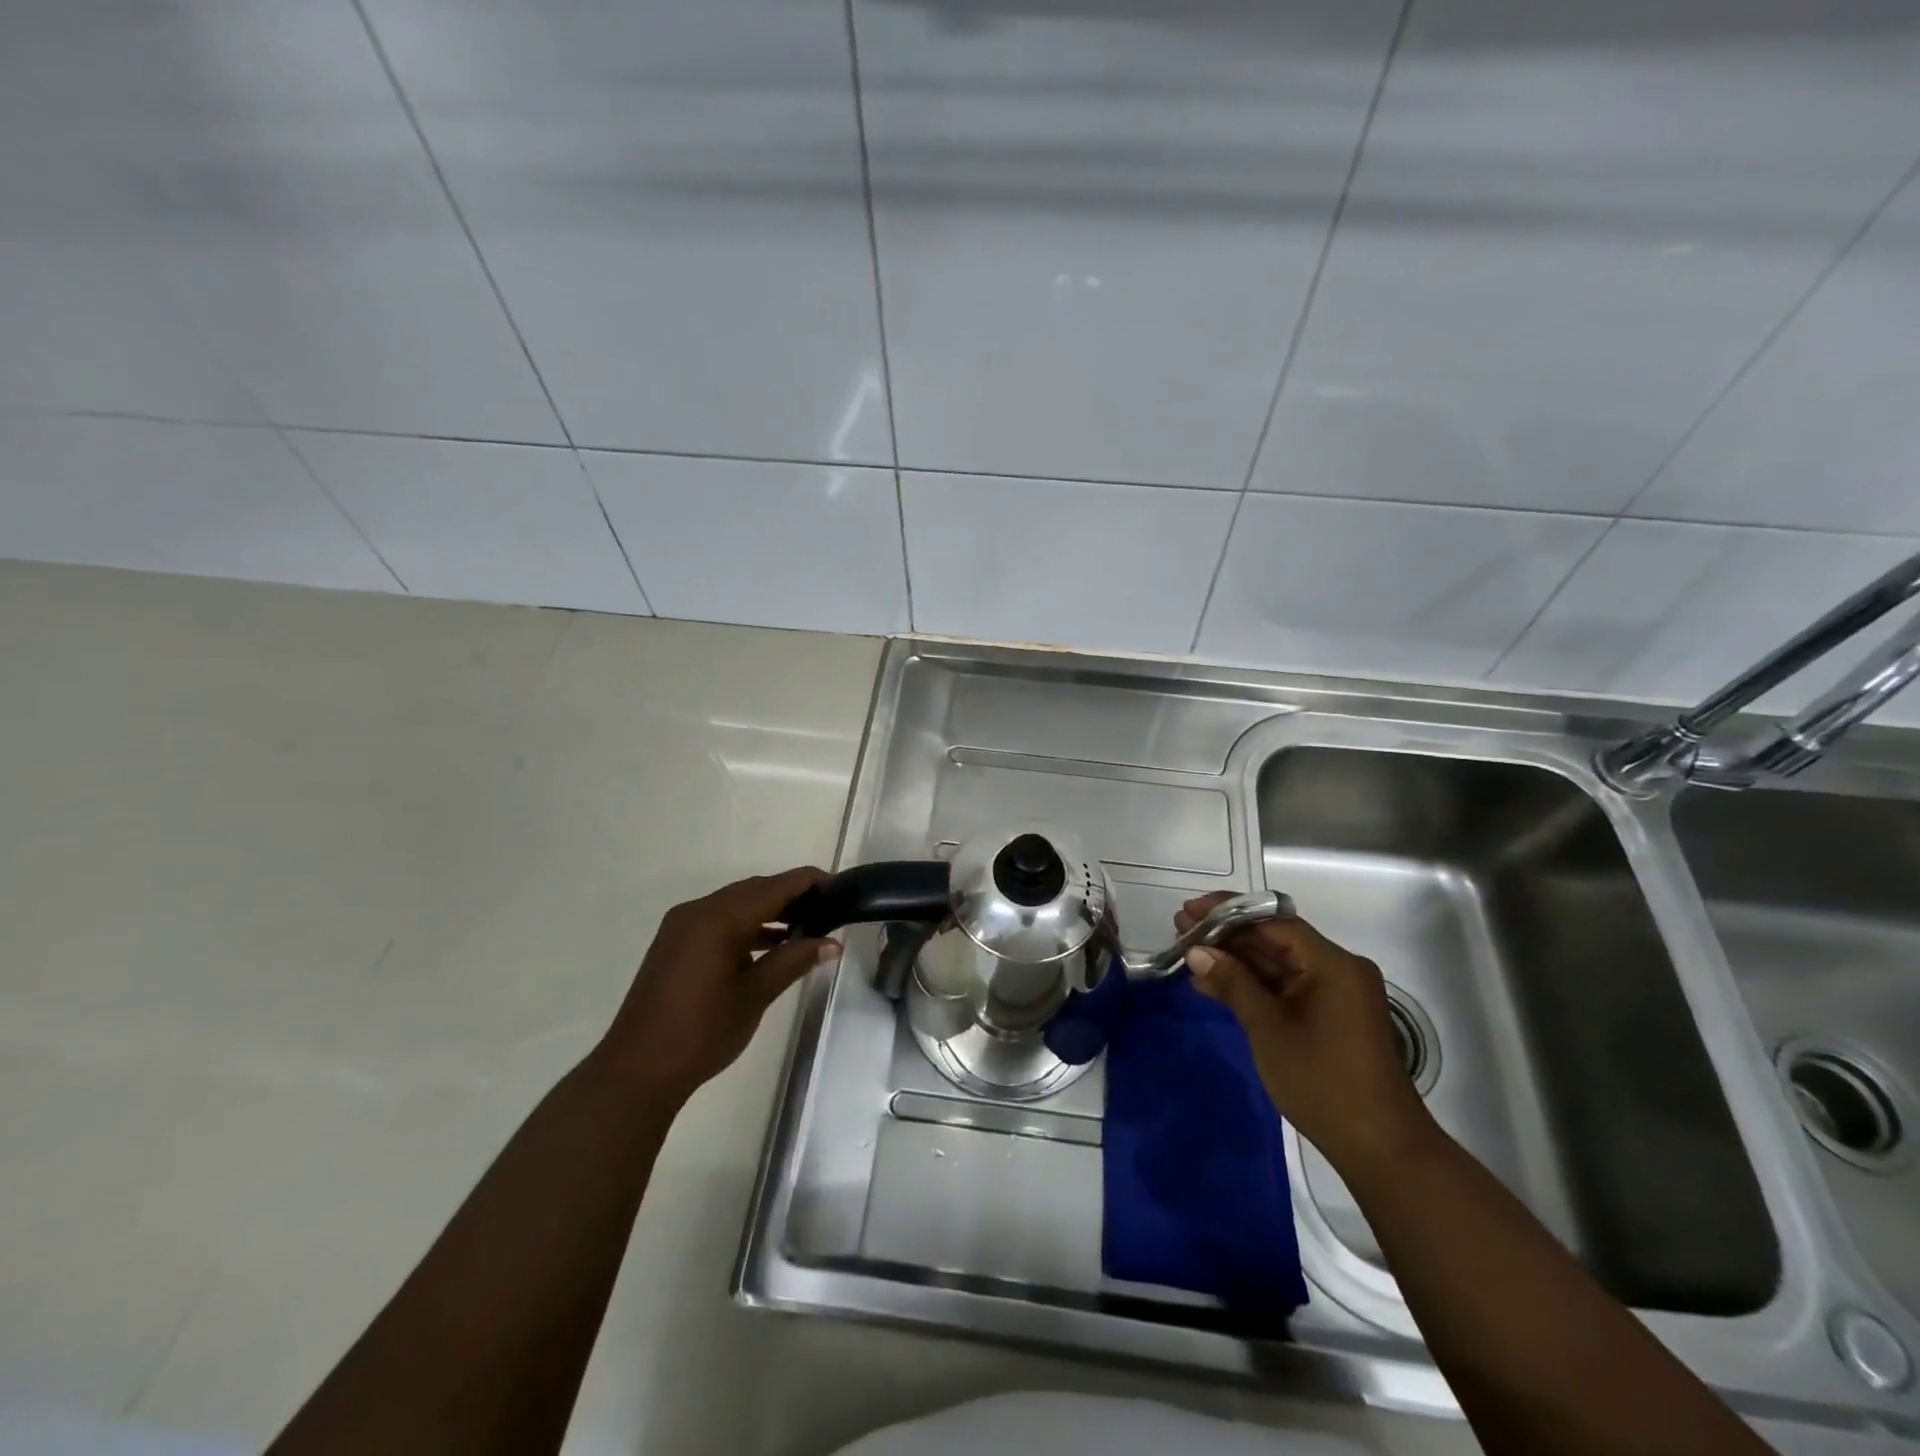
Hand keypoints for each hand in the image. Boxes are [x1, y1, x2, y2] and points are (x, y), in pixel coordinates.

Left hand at [598, 866, 840, 1103]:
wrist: (637, 1071)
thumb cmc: (702, 1031)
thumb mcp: (756, 994)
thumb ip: (794, 960)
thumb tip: (832, 943)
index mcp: (718, 917)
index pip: (774, 886)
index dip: (808, 881)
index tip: (840, 886)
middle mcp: (698, 911)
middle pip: (754, 890)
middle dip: (791, 895)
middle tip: (828, 908)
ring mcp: (682, 927)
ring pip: (735, 905)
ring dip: (769, 911)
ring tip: (806, 927)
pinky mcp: (675, 945)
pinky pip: (718, 921)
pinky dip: (746, 926)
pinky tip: (770, 945)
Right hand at [1179, 894, 1435, 1174]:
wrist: (1379, 1147)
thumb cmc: (1321, 1080)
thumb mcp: (1268, 1028)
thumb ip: (1232, 983)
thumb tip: (1196, 951)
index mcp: (1332, 963)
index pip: (1273, 922)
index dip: (1227, 912)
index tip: (1190, 912)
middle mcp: (1337, 969)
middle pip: (1274, 939)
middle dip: (1227, 935)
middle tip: (1181, 930)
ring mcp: (1335, 993)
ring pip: (1277, 963)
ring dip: (1236, 959)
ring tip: (1190, 954)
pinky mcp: (1330, 1015)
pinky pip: (1286, 986)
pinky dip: (1253, 984)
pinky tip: (1215, 984)